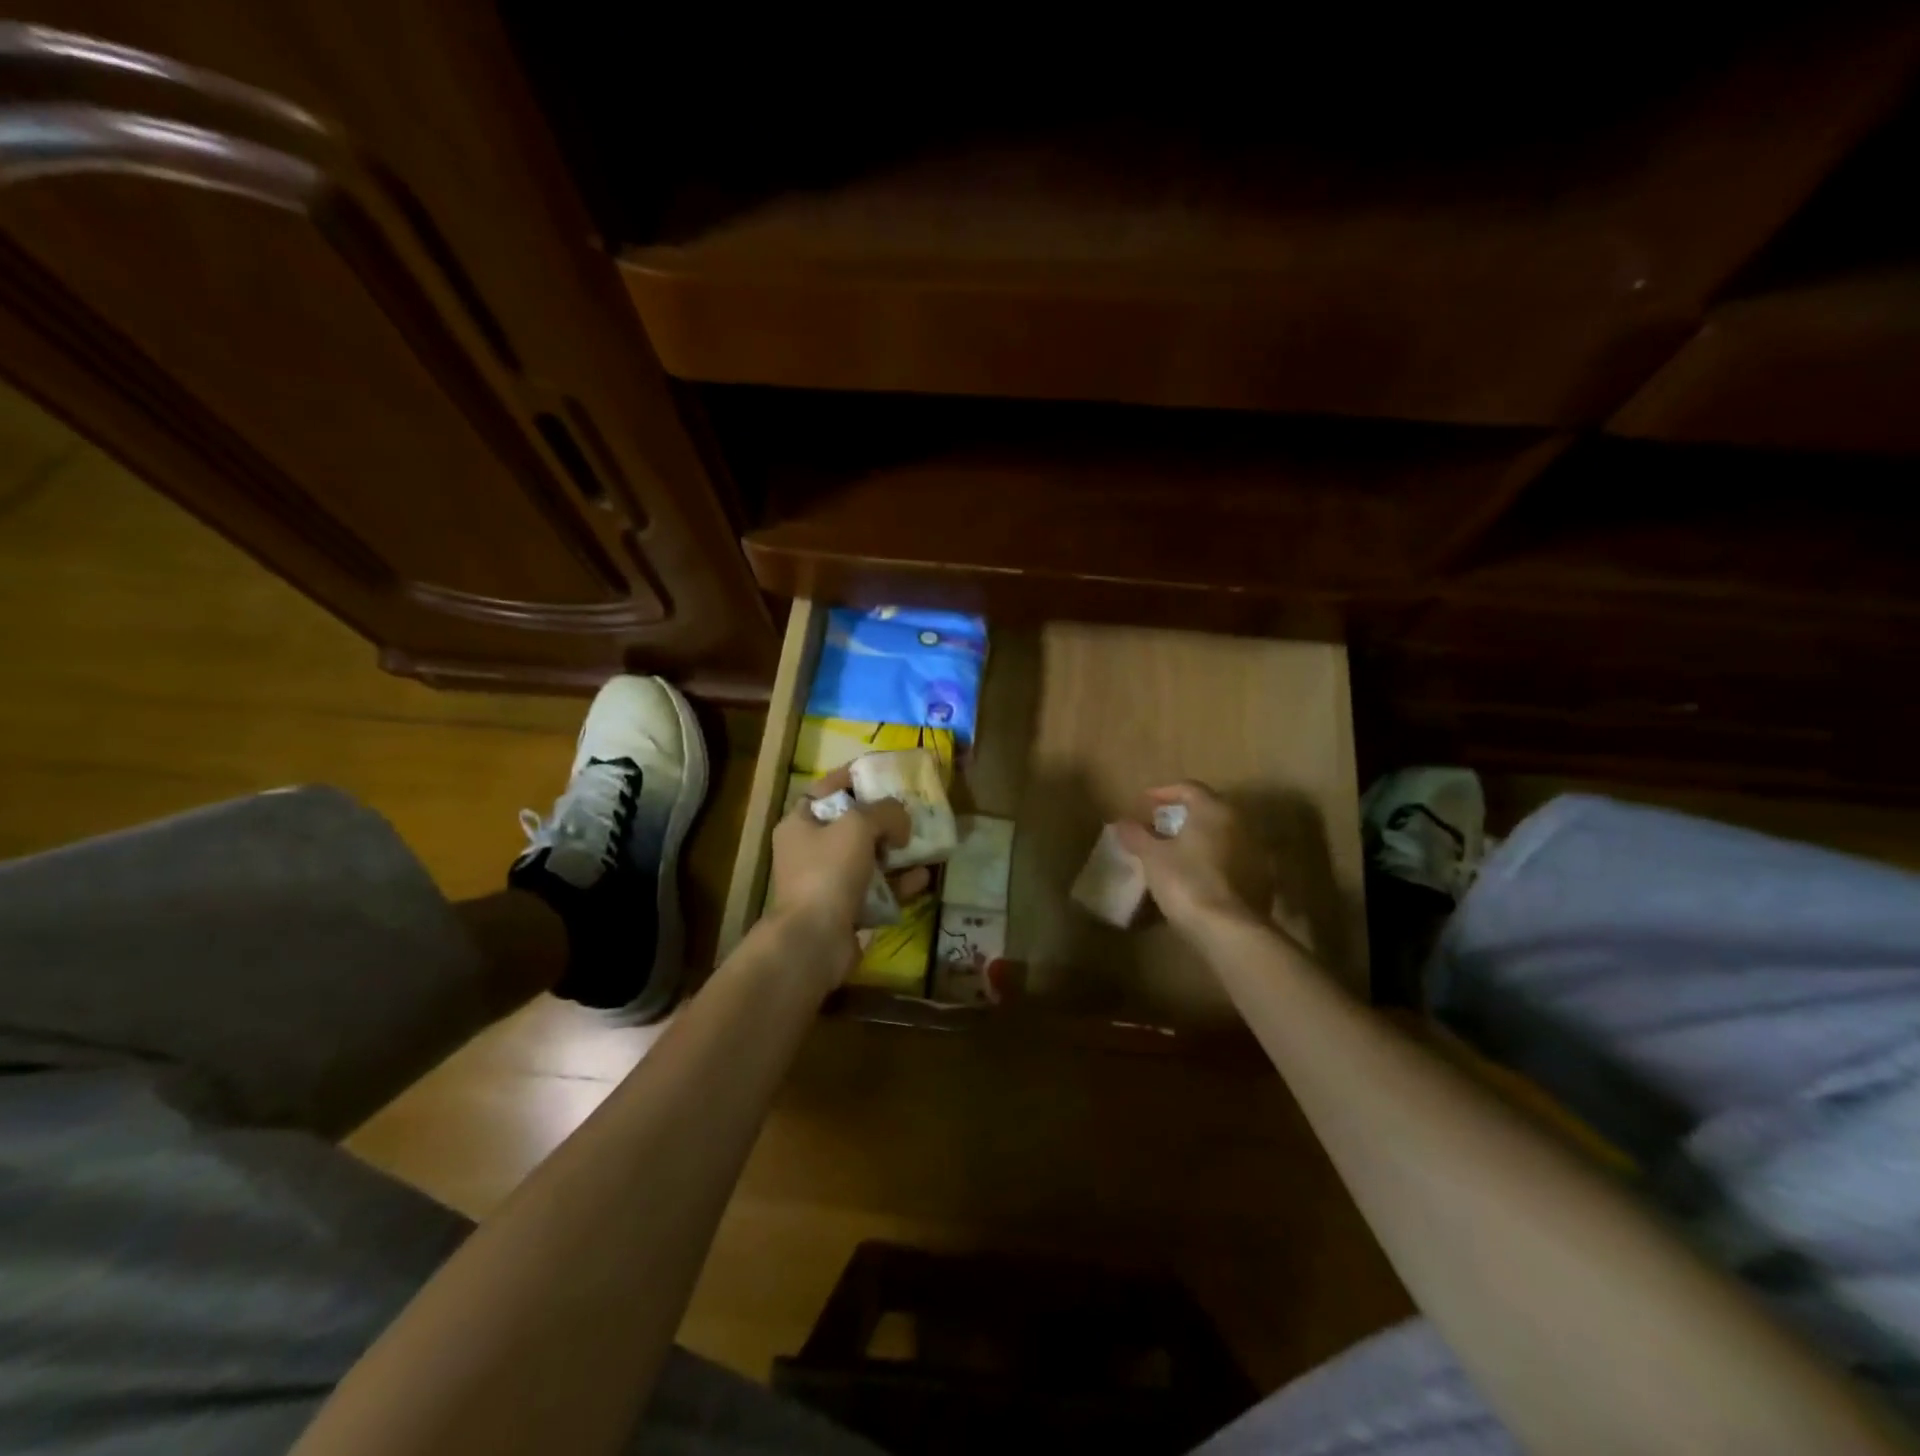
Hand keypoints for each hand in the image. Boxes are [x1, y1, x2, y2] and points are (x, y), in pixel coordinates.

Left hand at [766, 769, 924, 986]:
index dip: (858, 776)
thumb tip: (901, 820)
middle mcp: (809, 849)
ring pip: (867, 857)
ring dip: (895, 852)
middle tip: (913, 811)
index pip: (829, 787)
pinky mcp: (844, 909)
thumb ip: (885, 812)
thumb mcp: (858, 826)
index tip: (888, 772)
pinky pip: (876, 889)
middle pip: (851, 823)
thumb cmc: (829, 872)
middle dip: (884, 818)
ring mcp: (827, 881)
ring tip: (924, 843)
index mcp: (800, 822)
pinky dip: (898, 883)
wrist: (814, 940)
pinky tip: (923, 877)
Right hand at [1115, 782, 1274, 932]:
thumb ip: (1136, 835)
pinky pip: (1232, 859)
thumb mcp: (1152, 856)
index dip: (1163, 792)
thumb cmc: (1186, 881)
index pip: (1188, 788)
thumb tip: (1122, 822)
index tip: (1143, 804)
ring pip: (1222, 835)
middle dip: (1182, 816)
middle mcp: (1240, 823)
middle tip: (1158, 827)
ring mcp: (1255, 852)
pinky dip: (1213, 860)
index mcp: (1214, 810)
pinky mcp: (1262, 880)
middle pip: (1208, 810)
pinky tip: (1197, 876)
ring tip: (1175, 853)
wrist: (1229, 929)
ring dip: (1199, 839)